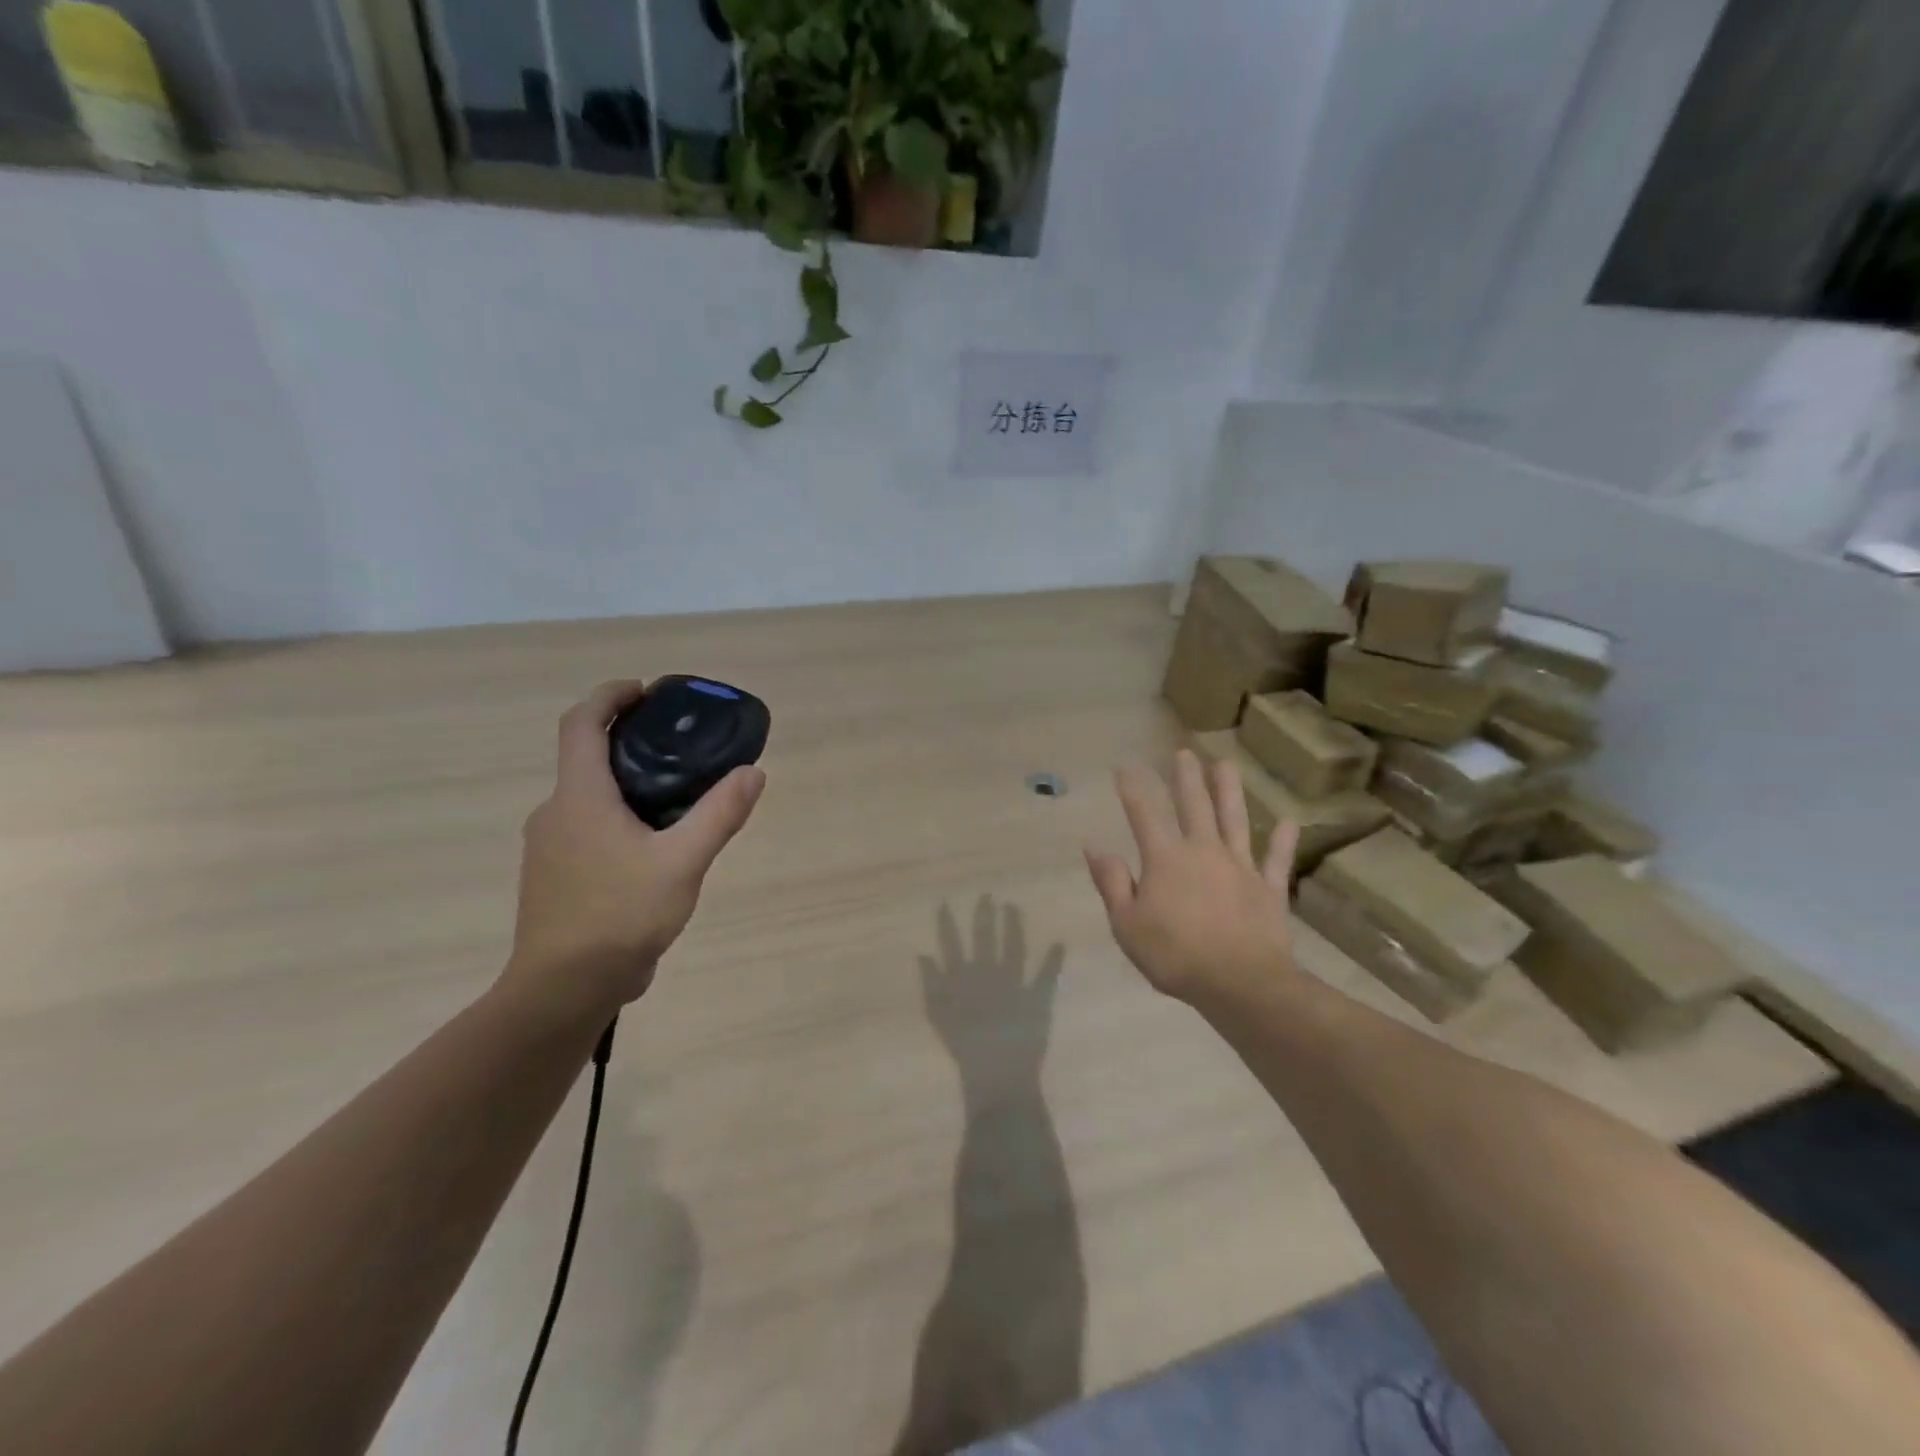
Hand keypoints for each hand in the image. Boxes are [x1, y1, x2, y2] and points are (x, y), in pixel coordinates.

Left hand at [500, 680, 765, 1024]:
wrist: (564, 990)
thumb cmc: (619, 916)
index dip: (610, 696)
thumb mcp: (683, 863)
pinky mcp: (555, 876)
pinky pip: (588, 829)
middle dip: (629, 741)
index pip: (581, 724)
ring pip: (589, 797)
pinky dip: (619, 818)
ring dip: (626, 783)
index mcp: (579, 797)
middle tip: (680, 746)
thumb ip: (719, 814)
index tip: (646, 691)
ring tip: (678, 797)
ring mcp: (550, 847)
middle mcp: (556, 813)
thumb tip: (753, 772)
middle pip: (586, 758)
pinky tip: (654, 847)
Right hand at [918, 897, 1064, 1086]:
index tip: (946, 904)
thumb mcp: (939, 1016)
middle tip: (987, 895)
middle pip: (986, 938)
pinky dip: (1053, 960)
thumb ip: (931, 984)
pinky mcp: (1037, 998)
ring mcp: (1015, 984)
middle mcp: (989, 974)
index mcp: (964, 979)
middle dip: (985, 916)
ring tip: (1013, 907)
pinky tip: (1059, 943)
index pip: (953, 945)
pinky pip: (1046, 975)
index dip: (948, 924)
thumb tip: (924, 954)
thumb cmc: (964, 1048)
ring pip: (1013, 948)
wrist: (997, 1074)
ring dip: (1013, 927)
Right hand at [1084, 750, 1300, 1005]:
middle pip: (1194, 806)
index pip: (1145, 814)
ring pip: (1234, 820)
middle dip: (1186, 778)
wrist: (1240, 984)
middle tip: (1184, 752)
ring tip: (1226, 764)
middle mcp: (1203, 852)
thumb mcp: (1127, 924)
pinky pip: (1276, 860)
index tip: (1125, 767)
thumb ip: (1112, 883)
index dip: (1133, 789)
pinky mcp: (1268, 888)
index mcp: (1166, 859)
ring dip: (1229, 791)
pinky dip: (1282, 841)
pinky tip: (1288, 822)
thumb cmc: (1175, 955)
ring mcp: (1240, 867)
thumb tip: (1095, 847)